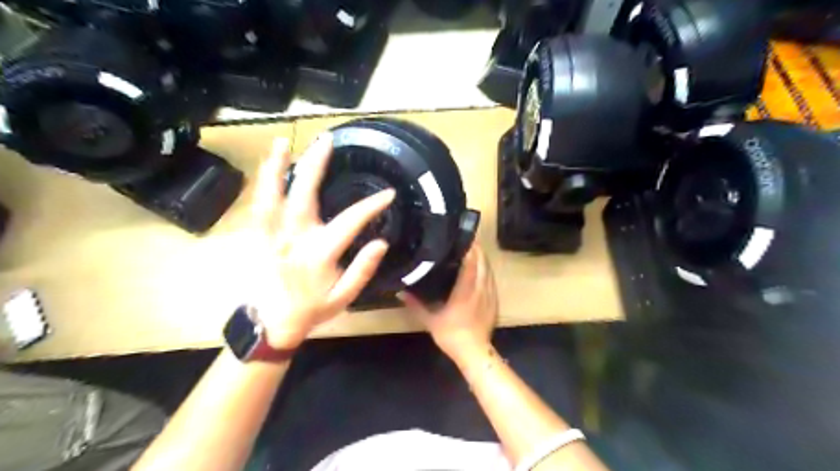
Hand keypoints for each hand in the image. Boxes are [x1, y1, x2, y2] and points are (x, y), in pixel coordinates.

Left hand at [247, 134, 395, 348]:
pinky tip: (268, 166)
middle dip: (315, 167)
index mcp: (318, 255)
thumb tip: (381, 243)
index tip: (388, 194)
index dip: (371, 206)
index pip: (349, 223)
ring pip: (271, 197)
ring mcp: (271, 236)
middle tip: (326, 141)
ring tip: (283, 142)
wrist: (270, 324)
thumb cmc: (311, 310)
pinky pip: (258, 206)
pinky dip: (263, 184)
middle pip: (304, 197)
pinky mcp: (258, 237)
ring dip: (277, 168)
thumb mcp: (344, 298)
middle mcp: (293, 240)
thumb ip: (362, 271)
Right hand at [399, 243, 493, 360]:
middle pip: (483, 262)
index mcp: (466, 291)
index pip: (471, 263)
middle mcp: (480, 289)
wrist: (474, 352)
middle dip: (476, 249)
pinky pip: (492, 279)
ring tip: (472, 249)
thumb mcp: (430, 320)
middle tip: (465, 239)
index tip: (462, 236)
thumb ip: (416, 305)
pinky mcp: (494, 301)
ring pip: (489, 270)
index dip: (469, 248)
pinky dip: (486, 270)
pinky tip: (480, 269)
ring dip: (482, 258)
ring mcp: (490, 295)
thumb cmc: (452, 335)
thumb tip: (401, 292)